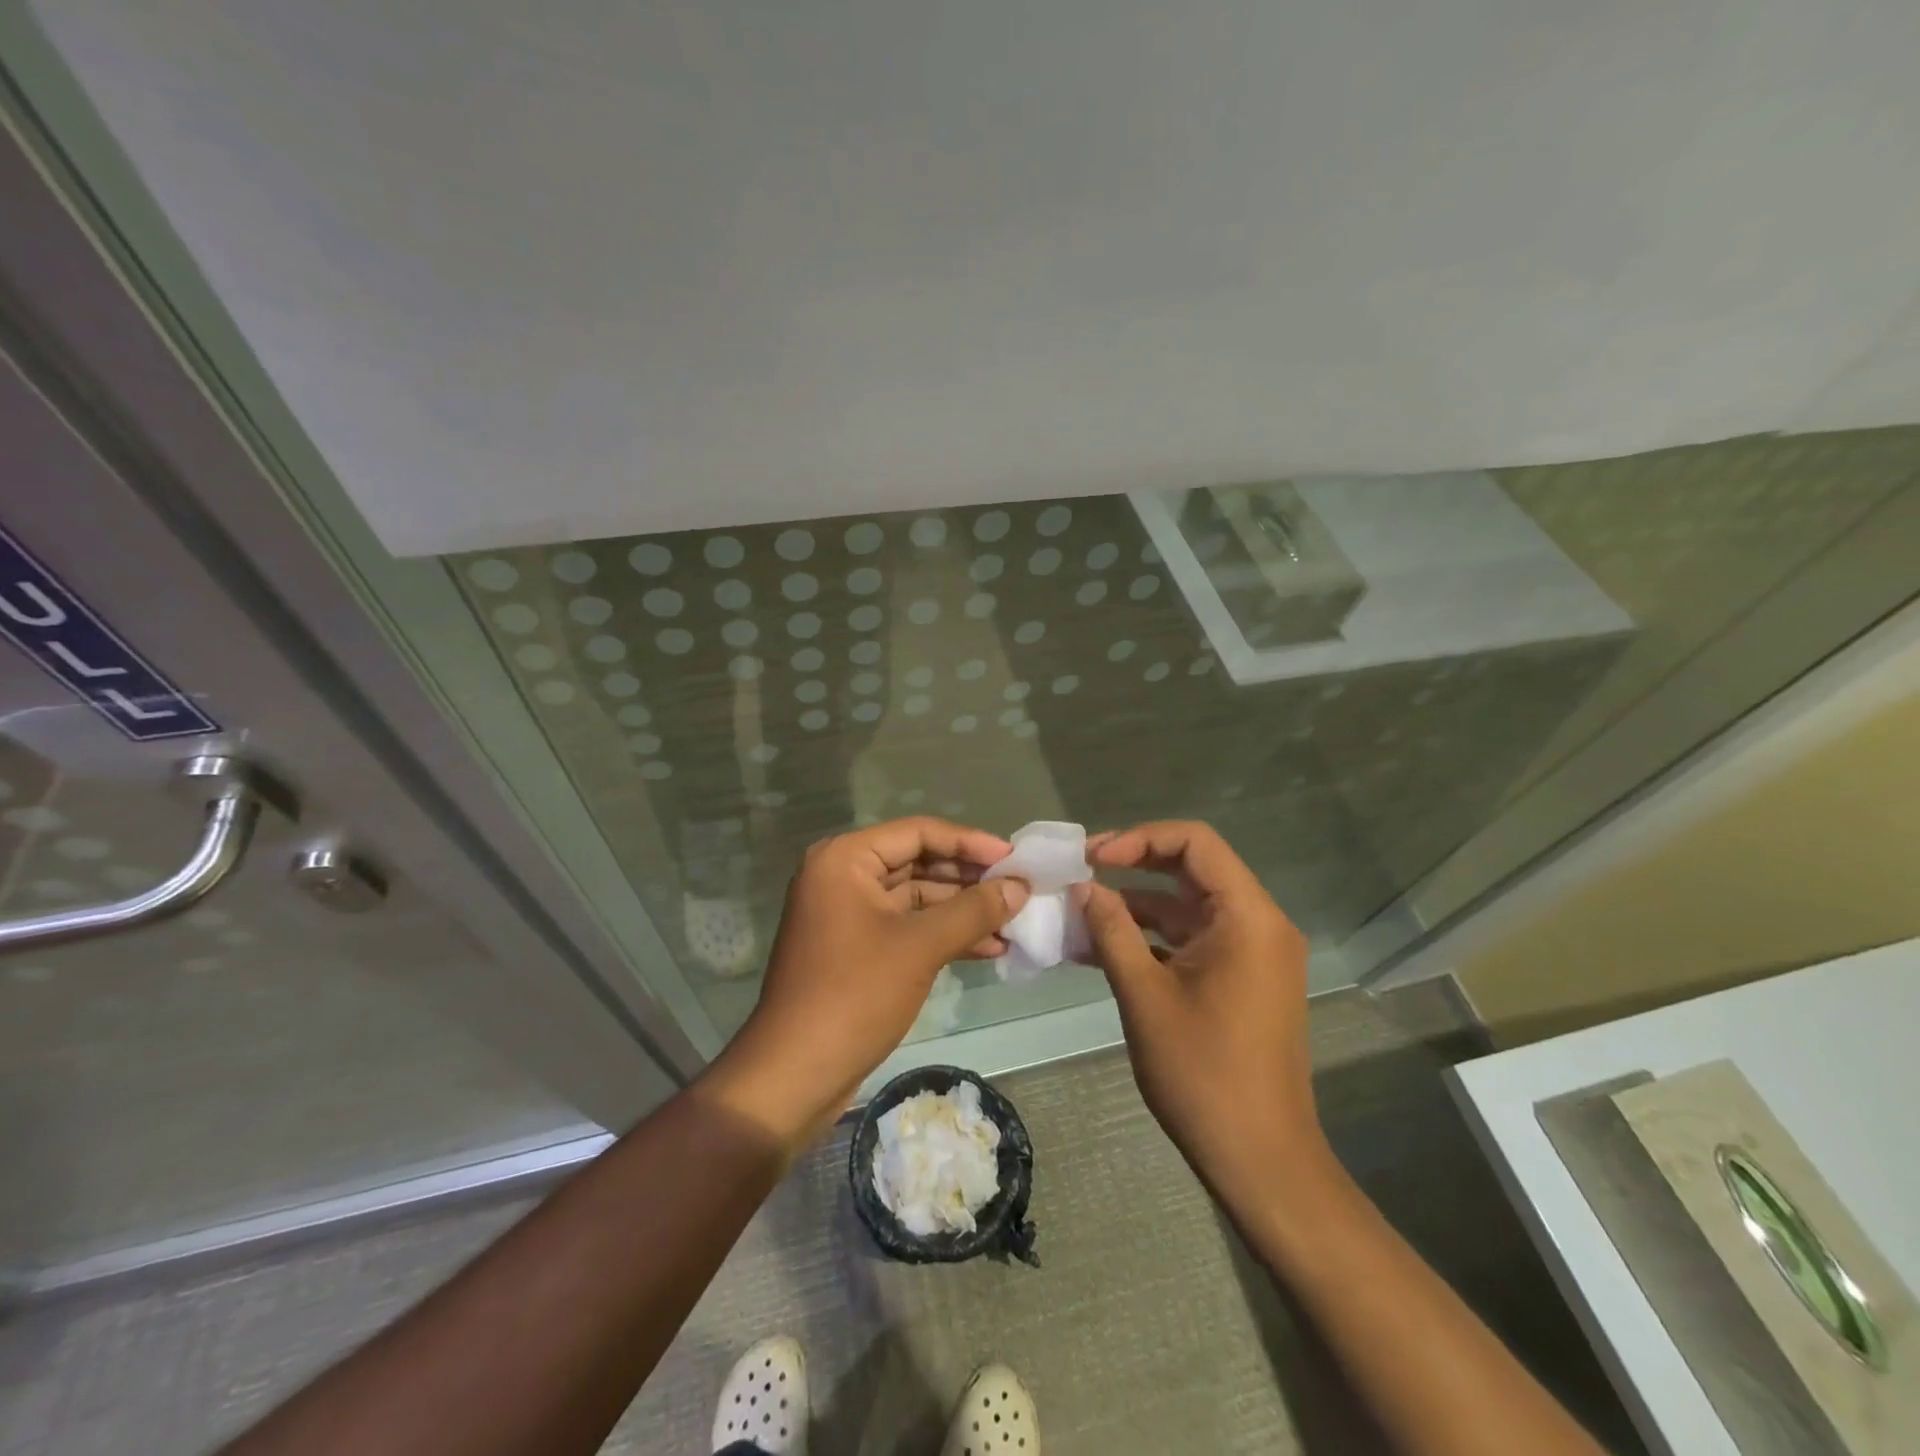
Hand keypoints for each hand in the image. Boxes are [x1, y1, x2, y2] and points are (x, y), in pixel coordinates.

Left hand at [699, 817, 1026, 1154]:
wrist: (795, 1074)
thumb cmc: (855, 995)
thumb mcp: (920, 946)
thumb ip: (973, 910)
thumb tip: (1020, 886)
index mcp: (845, 859)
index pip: (918, 832)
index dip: (970, 842)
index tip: (1015, 858)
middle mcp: (843, 876)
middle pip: (918, 862)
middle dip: (970, 878)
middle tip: (1019, 889)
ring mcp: (849, 913)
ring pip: (916, 898)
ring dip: (962, 910)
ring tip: (1014, 922)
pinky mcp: (857, 948)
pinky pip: (908, 927)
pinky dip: (944, 935)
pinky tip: (989, 948)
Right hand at [1078, 821, 1330, 1205]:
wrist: (1260, 1159)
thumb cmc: (1202, 1072)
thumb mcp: (1144, 994)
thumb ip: (1112, 930)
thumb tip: (1083, 887)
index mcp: (1248, 917)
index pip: (1195, 842)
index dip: (1139, 839)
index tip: (1092, 858)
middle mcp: (1259, 924)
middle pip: (1192, 868)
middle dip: (1133, 865)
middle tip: (1080, 872)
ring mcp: (1252, 953)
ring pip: (1188, 906)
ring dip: (1136, 906)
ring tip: (1078, 913)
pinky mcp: (1241, 979)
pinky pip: (1192, 939)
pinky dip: (1152, 937)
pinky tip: (1101, 947)